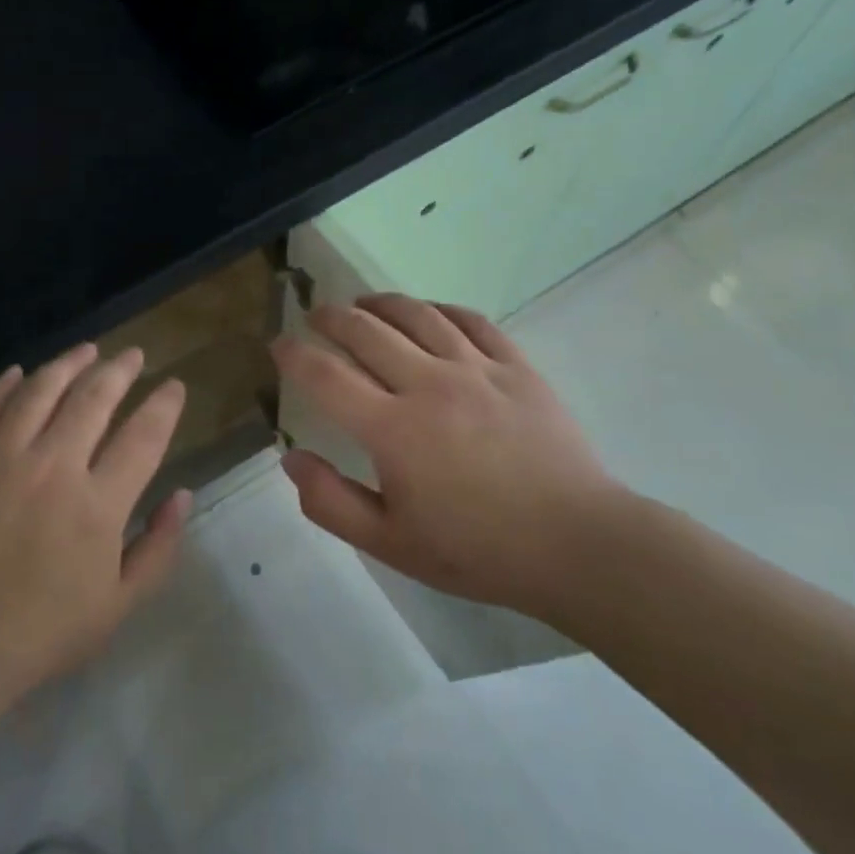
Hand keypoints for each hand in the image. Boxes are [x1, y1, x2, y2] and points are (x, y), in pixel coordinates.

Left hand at [0, 344, 190, 721]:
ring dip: (67, 365)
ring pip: (39, 392)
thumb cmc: (46, 631)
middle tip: (132, 356)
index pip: (143, 435)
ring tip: (86, 350)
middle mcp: (54, 467)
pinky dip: (2, 386)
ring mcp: (2, 461)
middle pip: (93, 398)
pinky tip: (17, 373)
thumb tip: (183, 494)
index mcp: (99, 503)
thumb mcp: (120, 604)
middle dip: (119, 370)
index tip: (174, 386)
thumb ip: (158, 546)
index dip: (164, 405)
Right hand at [270, 294, 628, 620]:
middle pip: (366, 331)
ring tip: (362, 302)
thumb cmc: (477, 550)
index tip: (278, 344)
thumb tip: (291, 458)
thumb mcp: (390, 544)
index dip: (294, 355)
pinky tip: (428, 312)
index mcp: (393, 429)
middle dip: (331, 317)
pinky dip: (439, 309)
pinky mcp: (516, 367)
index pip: (326, 376)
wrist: (576, 544)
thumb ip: (330, 502)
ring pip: (417, 315)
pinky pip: (470, 321)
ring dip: (380, 303)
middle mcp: (429, 385)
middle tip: (315, 315)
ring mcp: (477, 370)